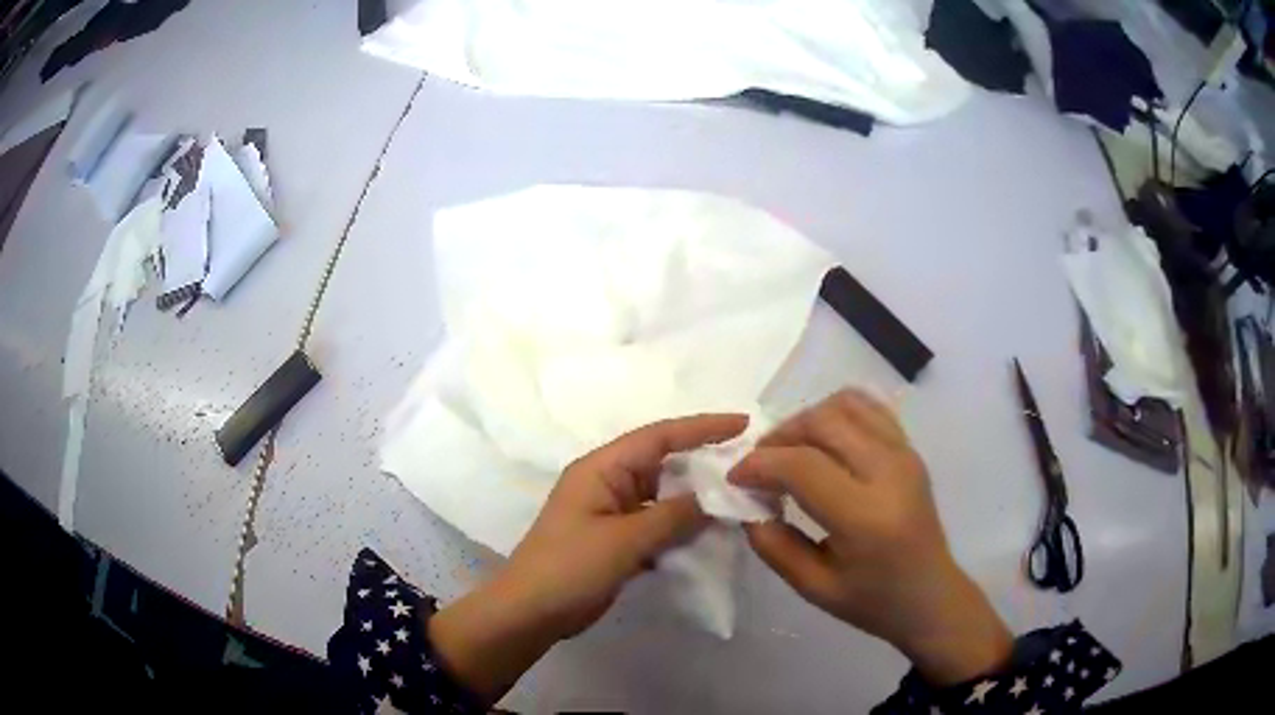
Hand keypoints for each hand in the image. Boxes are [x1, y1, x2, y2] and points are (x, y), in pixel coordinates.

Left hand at [430, 413, 748, 702]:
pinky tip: (712, 533)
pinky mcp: (617, 540)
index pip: (660, 436)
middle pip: (664, 463)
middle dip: (705, 463)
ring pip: (664, 496)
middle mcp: (608, 482)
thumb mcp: (624, 540)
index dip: (703, 427)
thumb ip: (673, 516)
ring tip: (740, 498)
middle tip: (751, 466)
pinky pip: (658, 523)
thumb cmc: (569, 568)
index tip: (744, 425)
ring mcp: (612, 513)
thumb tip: (716, 498)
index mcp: (602, 468)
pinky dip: (682, 526)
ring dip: (696, 499)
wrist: (530, 613)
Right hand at [729, 390, 1011, 685]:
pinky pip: (868, 408)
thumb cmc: (872, 601)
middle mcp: (889, 473)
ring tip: (790, 452)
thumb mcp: (813, 588)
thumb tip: (747, 504)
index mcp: (866, 517)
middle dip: (779, 436)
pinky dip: (836, 414)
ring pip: (844, 405)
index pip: (802, 466)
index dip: (759, 464)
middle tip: (760, 466)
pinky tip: (822, 443)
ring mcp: (904, 454)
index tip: (736, 479)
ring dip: (806, 421)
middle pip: (822, 423)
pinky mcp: (910, 448)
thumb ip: (774, 545)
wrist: (930, 595)